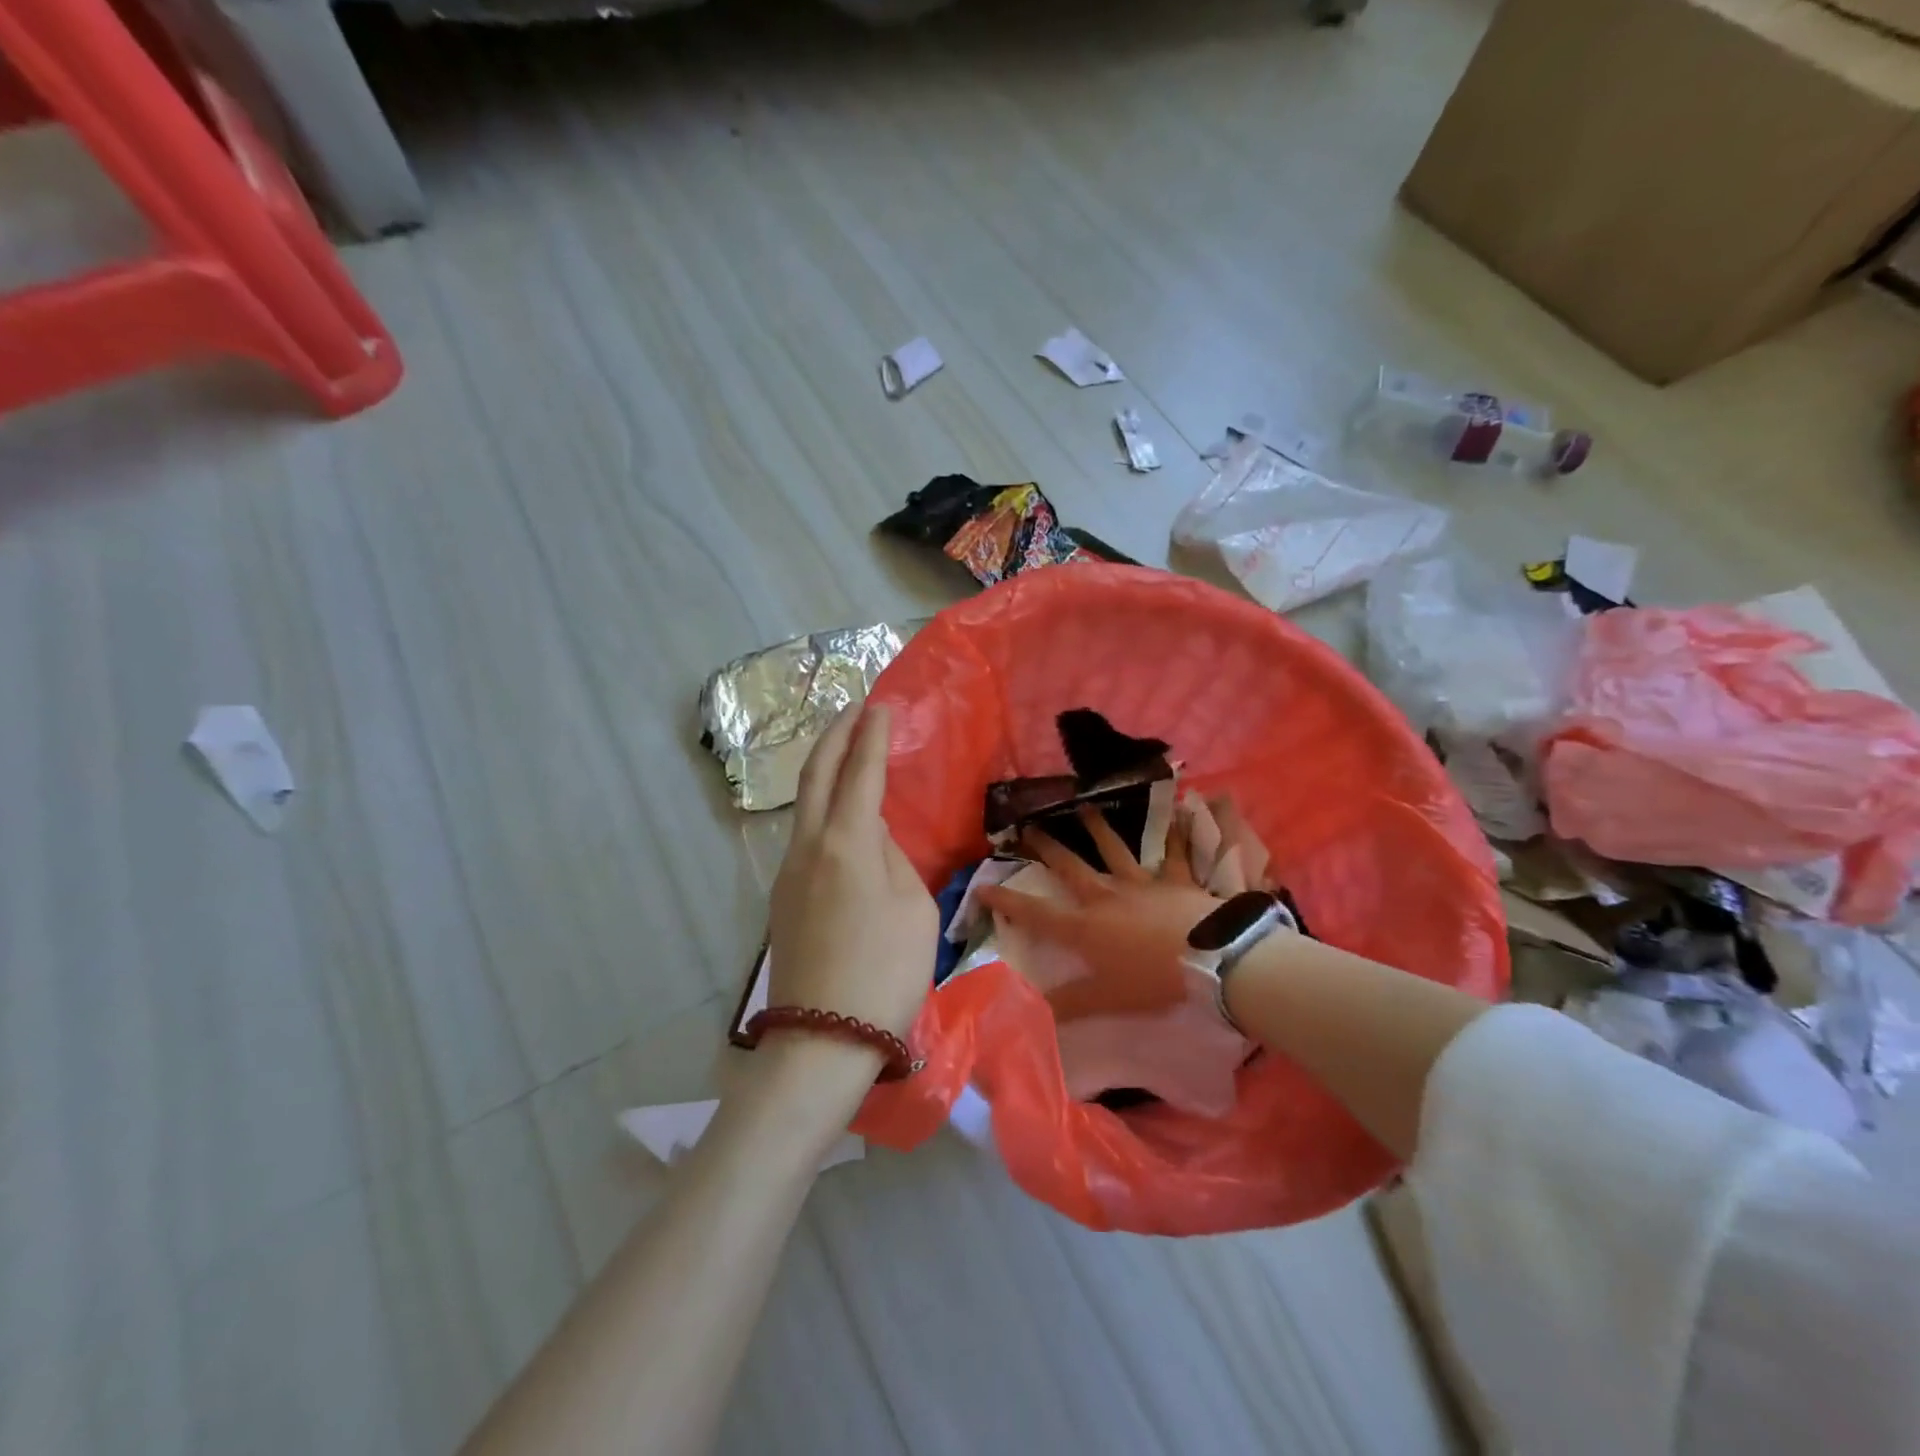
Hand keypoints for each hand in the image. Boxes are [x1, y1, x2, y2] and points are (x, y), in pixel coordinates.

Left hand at [765, 706, 938, 1047]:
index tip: (881, 707)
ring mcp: (788, 872)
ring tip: (847, 754)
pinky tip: (841, 817)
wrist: (823, 1040)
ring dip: (825, 769)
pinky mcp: (782, 898)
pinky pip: (806, 837)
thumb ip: (894, 860)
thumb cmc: (885, 974)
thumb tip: (875, 837)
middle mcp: (809, 847)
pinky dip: (823, 809)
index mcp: (847, 843)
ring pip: (805, 805)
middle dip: (835, 735)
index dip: (872, 736)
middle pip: (816, 775)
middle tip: (854, 708)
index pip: (860, 772)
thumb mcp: (913, 909)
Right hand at [979, 804, 1226, 1022]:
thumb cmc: (1153, 980)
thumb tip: (1031, 1010)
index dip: (1006, 900)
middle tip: (1027, 827)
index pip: (1036, 913)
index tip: (982, 885)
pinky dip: (1174, 834)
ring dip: (1097, 828)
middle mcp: (1106, 897)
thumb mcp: (1107, 999)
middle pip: (1070, 867)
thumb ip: (1070, 1004)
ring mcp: (1142, 884)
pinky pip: (1174, 853)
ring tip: (1083, 806)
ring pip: (1114, 850)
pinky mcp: (1175, 880)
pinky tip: (1177, 813)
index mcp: (1085, 927)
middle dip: (1046, 848)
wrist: (1211, 960)